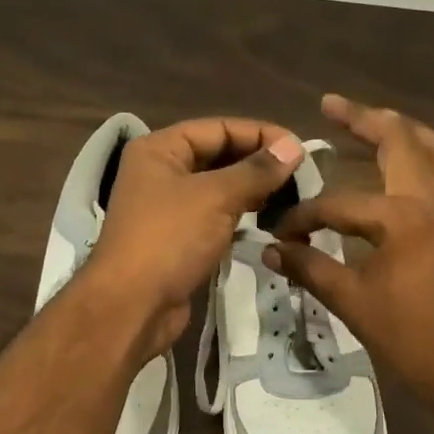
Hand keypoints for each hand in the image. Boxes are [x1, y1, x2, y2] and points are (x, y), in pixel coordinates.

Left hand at [80, 118, 304, 357]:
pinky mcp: (177, 239)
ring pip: (218, 189)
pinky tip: (269, 221)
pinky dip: (240, 216)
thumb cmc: (170, 238)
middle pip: (217, 156)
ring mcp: (167, 208)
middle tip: (302, 174)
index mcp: (159, 149)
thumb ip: (257, 170)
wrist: (131, 306)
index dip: (260, 134)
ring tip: (292, 196)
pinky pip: (214, 217)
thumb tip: (293, 146)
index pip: (218, 128)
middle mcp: (160, 172)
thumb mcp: (216, 197)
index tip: (300, 148)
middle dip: (258, 163)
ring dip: (252, 191)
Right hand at [264, 94, 433, 425]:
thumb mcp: (352, 302)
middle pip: (402, 141)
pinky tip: (422, 176)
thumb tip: (270, 250)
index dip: (303, 218)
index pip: (339, 204)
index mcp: (402, 215)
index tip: (278, 237)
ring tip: (380, 121)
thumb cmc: (413, 337)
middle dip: (365, 118)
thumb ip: (309, 269)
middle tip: (333, 104)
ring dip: (408, 131)